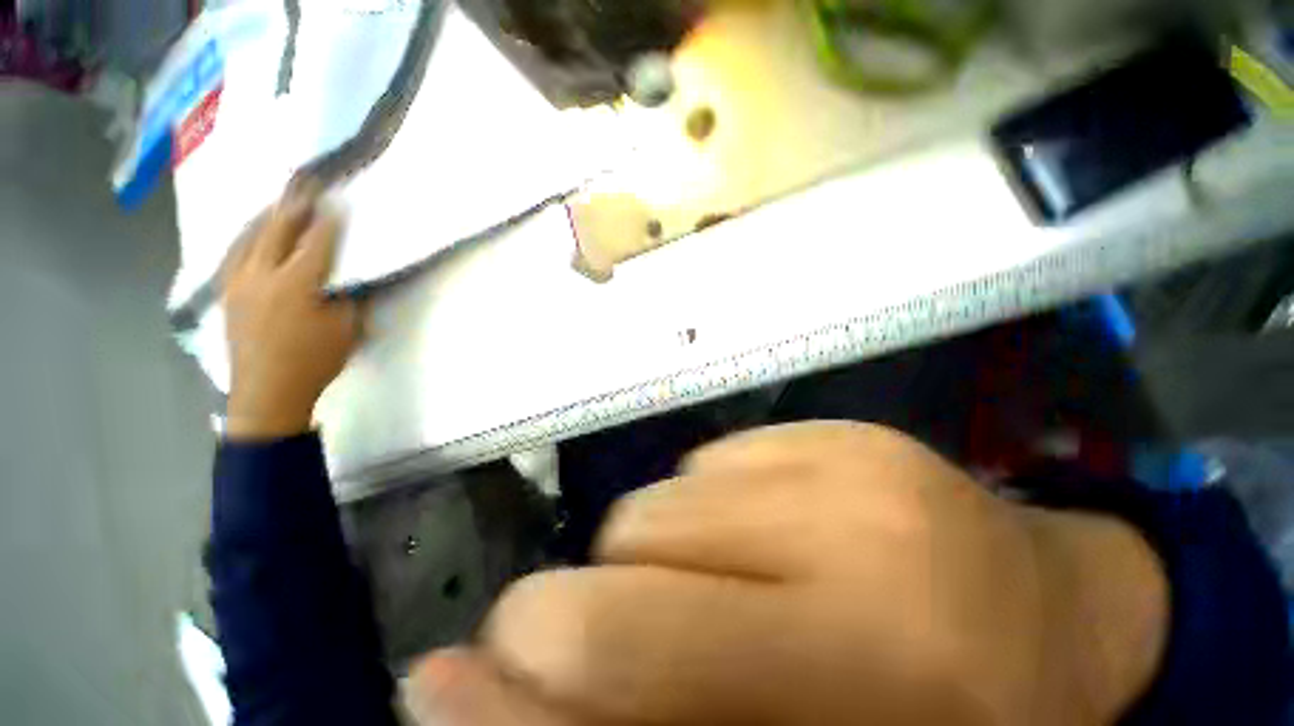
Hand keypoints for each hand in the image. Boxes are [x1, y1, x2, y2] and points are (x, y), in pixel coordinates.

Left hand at [222, 186, 361, 439]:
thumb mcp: (347, 330)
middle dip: (292, 205)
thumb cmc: (314, 362)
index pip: (316, 242)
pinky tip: (252, 233)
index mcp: (295, 284)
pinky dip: (247, 237)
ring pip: (248, 237)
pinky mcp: (226, 292)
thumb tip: (349, 277)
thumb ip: (349, 298)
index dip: (328, 220)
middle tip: (304, 184)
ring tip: (279, 202)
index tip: (337, 200)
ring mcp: (237, 282)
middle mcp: (260, 274)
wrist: (267, 392)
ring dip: (267, 216)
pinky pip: (234, 253)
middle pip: (276, 229)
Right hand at [409, 423, 1167, 725]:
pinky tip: (772, 536)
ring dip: (661, 558)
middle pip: (625, 557)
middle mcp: (861, 561)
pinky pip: (709, 460)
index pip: (629, 663)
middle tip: (635, 637)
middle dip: (588, 609)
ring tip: (735, 591)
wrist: (1049, 615)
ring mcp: (853, 470)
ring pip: (660, 502)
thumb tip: (461, 682)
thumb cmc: (939, 715)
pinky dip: (710, 509)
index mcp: (866, 682)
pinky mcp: (842, 430)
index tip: (465, 680)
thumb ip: (627, 716)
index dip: (527, 679)